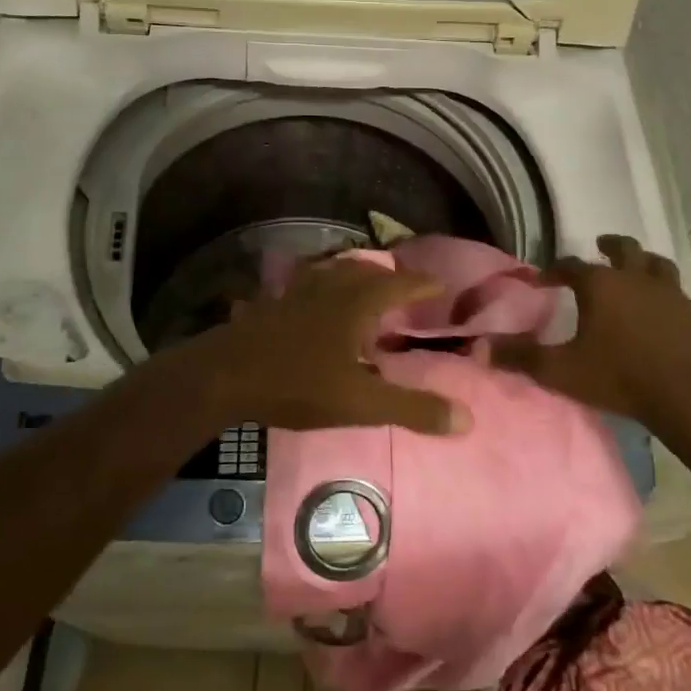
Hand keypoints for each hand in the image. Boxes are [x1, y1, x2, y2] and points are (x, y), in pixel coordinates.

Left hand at [164, 259, 459, 434]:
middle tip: (403, 288)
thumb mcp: (360, 404)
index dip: (421, 284)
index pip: (398, 284)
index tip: (440, 286)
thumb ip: (411, 409)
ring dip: (353, 277)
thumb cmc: (297, 384)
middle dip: (388, 277)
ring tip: (362, 289)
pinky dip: (318, 288)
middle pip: (364, 271)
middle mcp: (328, 288)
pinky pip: (303, 286)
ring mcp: (295, 293)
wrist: (224, 376)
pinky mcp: (271, 304)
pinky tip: (311, 304)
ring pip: (332, 273)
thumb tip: (466, 419)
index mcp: (355, 304)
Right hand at [495, 236, 690, 432]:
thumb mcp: (560, 371)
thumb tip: (480, 346)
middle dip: (610, 246)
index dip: (554, 270)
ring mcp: (675, 297)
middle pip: (625, 250)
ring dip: (650, 267)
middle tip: (601, 246)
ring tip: (643, 272)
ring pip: (663, 268)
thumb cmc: (619, 378)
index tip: (541, 279)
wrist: (687, 397)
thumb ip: (520, 357)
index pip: (571, 266)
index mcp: (602, 286)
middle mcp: (638, 280)